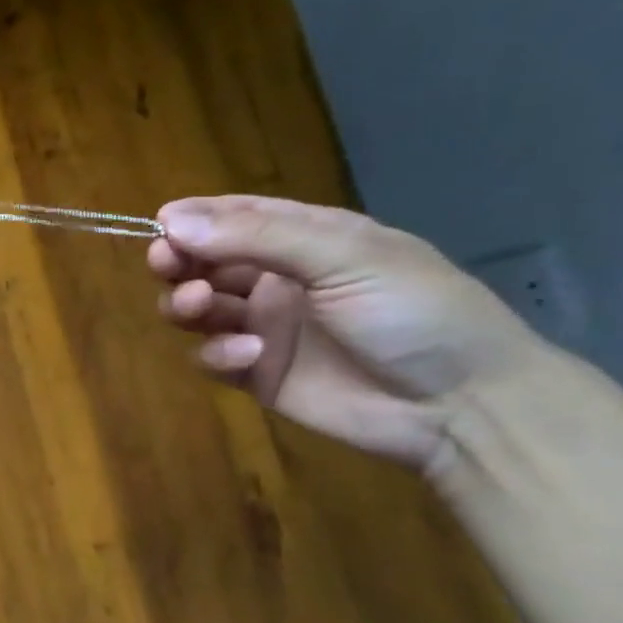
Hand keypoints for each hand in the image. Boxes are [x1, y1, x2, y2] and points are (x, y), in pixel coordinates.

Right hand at [148, 195, 546, 472]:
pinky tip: (249, 355)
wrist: (461, 405)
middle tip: (166, 264)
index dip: (193, 219)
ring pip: (196, 308)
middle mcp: (277, 279)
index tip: (160, 227)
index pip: (234, 217)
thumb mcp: (346, 257)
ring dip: (185, 303)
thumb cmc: (414, 312)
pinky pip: (210, 356)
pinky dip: (216, 353)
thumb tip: (170, 222)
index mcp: (305, 240)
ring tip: (199, 307)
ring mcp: (263, 327)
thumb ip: (258, 236)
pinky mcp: (255, 374)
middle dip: (178, 260)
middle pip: (203, 262)